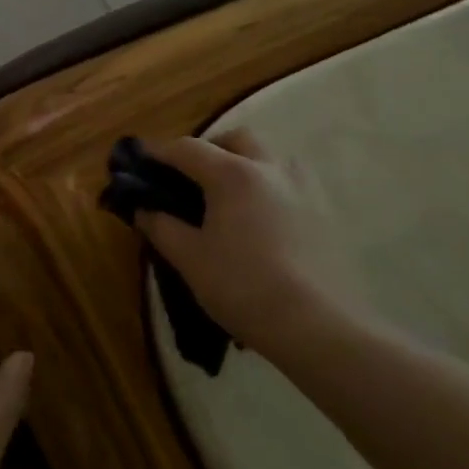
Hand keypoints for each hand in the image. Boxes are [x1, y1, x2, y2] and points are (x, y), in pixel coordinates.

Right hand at [136, 130, 350, 355]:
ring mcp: (305, 189)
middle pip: (236, 140)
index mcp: (232, 174)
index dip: (159, 152)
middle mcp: (271, 169)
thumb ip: (161, 226)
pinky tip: (262, 220)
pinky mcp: (328, 214)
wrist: (318, 329)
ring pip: (271, 158)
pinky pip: (292, 185)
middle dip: (210, 149)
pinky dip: (270, 188)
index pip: (187, 148)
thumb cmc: (243, 286)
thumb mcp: (189, 258)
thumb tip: (143, 209)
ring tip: (230, 198)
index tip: (141, 161)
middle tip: (191, 177)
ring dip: (246, 165)